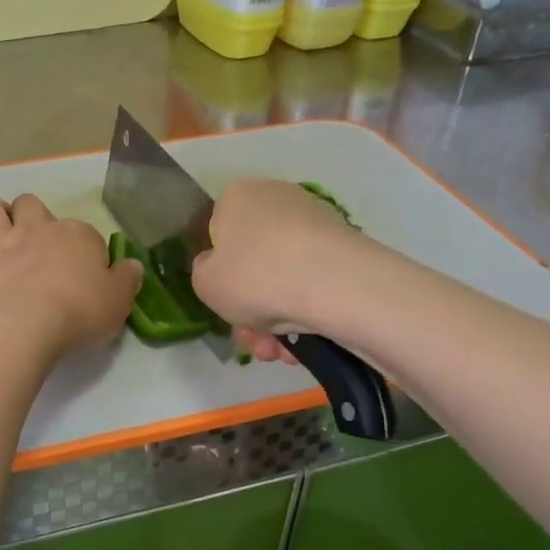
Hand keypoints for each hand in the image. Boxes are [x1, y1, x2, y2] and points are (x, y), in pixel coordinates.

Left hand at [0, 194, 141, 365]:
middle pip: (31, 204)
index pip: (84, 233)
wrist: (27, 328)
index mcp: (77, 235)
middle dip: (31, 217)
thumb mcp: (119, 301)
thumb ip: (127, 279)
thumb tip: (132, 265)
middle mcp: (37, 228)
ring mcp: (0, 242)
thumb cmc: (79, 313)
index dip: (84, 251)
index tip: (85, 275)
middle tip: (35, 246)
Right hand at [191, 179, 362, 350]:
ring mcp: (316, 222)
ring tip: (279, 353)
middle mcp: (278, 199)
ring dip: (276, 320)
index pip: (219, 232)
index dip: (220, 271)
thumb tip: (218, 267)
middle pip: (255, 261)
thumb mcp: (205, 283)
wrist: (333, 284)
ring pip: (284, 277)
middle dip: (252, 308)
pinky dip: (306, 312)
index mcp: (238, 197)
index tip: (226, 301)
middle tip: (253, 341)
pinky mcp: (346, 247)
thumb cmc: (255, 277)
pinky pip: (313, 282)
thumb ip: (203, 272)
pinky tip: (304, 344)